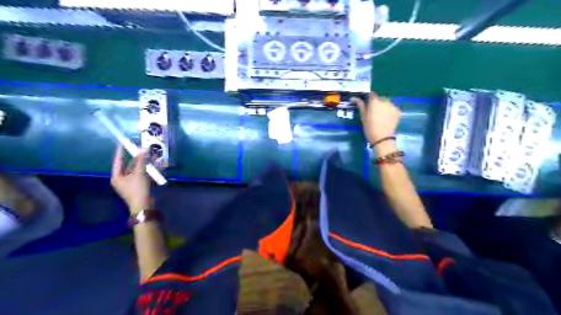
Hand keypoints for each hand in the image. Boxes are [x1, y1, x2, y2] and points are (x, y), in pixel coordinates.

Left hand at [109, 145, 149, 213]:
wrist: (144, 205)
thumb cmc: (137, 189)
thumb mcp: (139, 173)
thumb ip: (141, 161)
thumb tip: (143, 149)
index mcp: (117, 177)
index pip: (118, 161)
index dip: (120, 152)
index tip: (123, 143)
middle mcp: (122, 180)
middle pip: (129, 166)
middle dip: (137, 158)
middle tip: (142, 150)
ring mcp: (130, 183)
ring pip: (137, 170)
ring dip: (144, 164)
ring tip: (151, 156)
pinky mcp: (139, 186)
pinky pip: (143, 175)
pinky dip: (148, 171)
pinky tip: (155, 166)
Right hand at [350, 91, 397, 143]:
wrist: (382, 138)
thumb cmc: (369, 127)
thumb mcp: (363, 117)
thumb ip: (360, 105)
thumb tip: (354, 98)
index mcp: (374, 101)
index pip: (371, 94)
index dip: (369, 98)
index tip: (367, 104)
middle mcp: (384, 101)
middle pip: (380, 98)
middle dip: (377, 103)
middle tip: (374, 112)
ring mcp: (392, 106)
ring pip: (387, 103)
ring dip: (384, 106)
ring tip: (381, 115)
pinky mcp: (398, 111)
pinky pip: (392, 108)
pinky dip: (389, 111)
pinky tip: (387, 118)